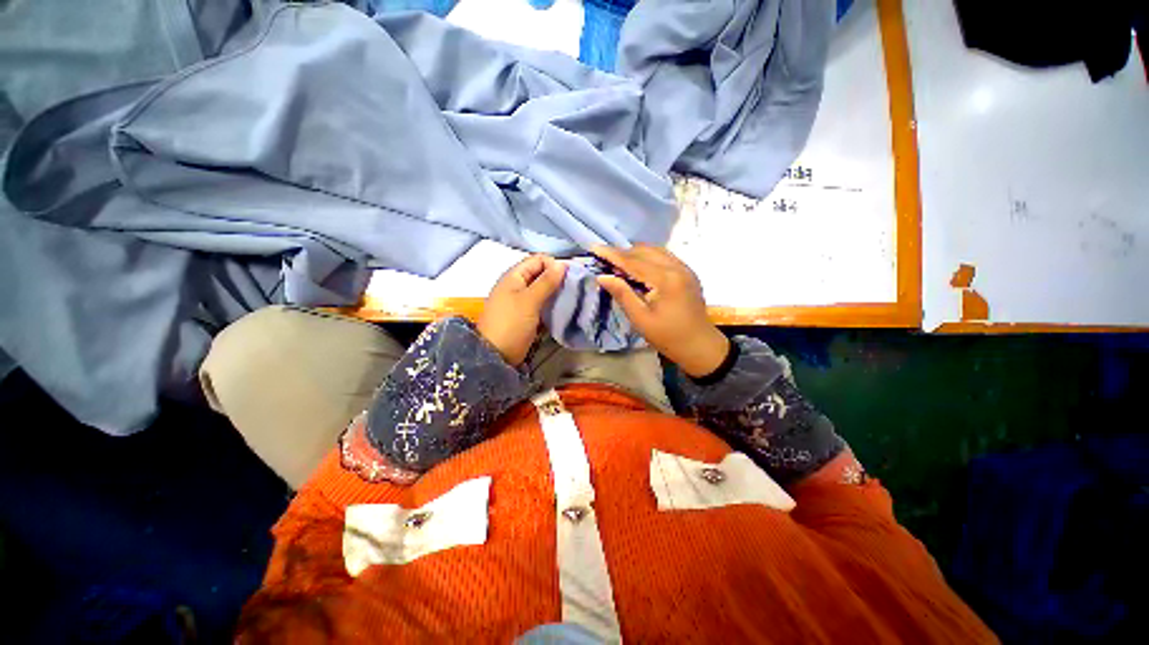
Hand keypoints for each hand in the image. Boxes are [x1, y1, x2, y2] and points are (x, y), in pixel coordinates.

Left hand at [477, 255, 566, 365]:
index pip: (538, 260)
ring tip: (571, 298)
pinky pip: (542, 303)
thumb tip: (562, 264)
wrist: (496, 355)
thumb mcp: (529, 300)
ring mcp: (521, 301)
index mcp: (514, 276)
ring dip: (556, 292)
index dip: (554, 265)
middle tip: (573, 288)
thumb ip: (546, 282)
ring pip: (543, 289)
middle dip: (557, 278)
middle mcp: (517, 285)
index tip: (569, 277)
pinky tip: (562, 309)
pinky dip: (551, 304)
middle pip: (541, 274)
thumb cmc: (511, 323)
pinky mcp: (526, 315)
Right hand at [594, 245, 728, 378]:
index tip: (594, 248)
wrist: (699, 345)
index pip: (633, 261)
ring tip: (618, 264)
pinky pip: (663, 256)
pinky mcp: (687, 272)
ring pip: (654, 250)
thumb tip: (602, 276)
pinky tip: (638, 268)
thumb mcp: (640, 318)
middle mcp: (676, 267)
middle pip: (644, 250)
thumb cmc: (667, 336)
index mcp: (665, 279)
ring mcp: (684, 268)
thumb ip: (622, 294)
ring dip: (635, 254)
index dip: (612, 254)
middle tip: (604, 260)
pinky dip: (647, 257)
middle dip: (622, 253)